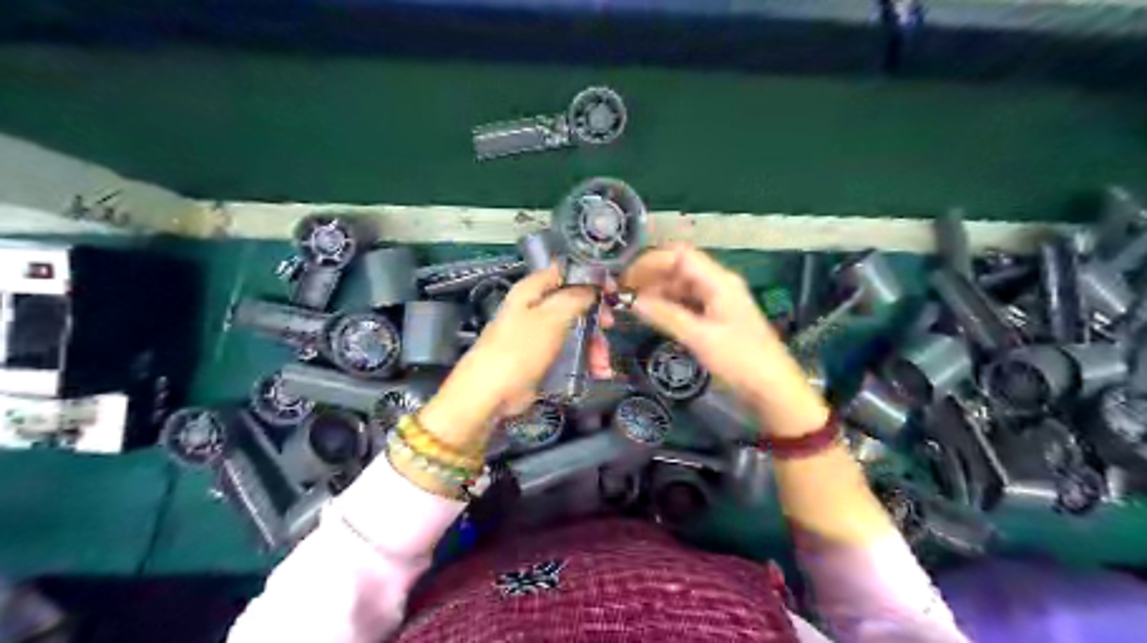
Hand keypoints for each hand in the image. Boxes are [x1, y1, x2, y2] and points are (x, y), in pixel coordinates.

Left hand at [414, 263, 608, 448]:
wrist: (491, 394)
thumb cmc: (519, 349)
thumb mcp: (552, 317)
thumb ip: (575, 296)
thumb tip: (594, 285)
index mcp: (532, 291)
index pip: (565, 272)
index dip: (590, 278)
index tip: (612, 289)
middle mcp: (535, 309)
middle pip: (574, 304)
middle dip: (595, 318)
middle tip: (609, 328)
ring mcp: (538, 335)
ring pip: (575, 331)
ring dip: (593, 346)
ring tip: (603, 366)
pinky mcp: (541, 359)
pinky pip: (569, 353)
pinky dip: (585, 361)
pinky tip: (597, 373)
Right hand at [623, 241, 829, 436]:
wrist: (773, 387)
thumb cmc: (740, 360)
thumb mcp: (700, 338)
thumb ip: (666, 315)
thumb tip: (633, 300)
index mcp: (719, 281)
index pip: (680, 255)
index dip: (651, 262)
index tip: (626, 278)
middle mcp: (718, 283)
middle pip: (679, 267)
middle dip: (651, 276)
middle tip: (624, 293)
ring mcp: (718, 299)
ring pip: (682, 285)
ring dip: (658, 291)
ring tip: (633, 305)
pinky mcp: (717, 315)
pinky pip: (688, 301)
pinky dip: (669, 304)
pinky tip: (653, 315)